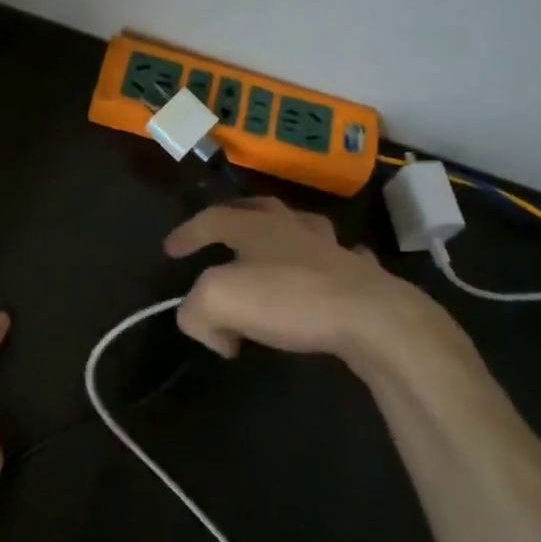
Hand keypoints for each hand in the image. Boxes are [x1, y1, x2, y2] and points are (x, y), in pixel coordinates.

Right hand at [164, 198, 484, 391]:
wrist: (370, 317)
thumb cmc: (289, 299)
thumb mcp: (218, 301)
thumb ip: (197, 312)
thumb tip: (215, 332)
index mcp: (255, 228)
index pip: (211, 219)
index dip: (187, 233)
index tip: (170, 250)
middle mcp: (292, 228)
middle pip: (259, 208)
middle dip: (234, 217)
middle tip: (218, 231)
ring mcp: (331, 248)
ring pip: (301, 228)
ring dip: (281, 235)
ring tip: (272, 251)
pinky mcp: (360, 275)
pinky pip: (340, 259)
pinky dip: (328, 263)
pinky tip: (326, 273)